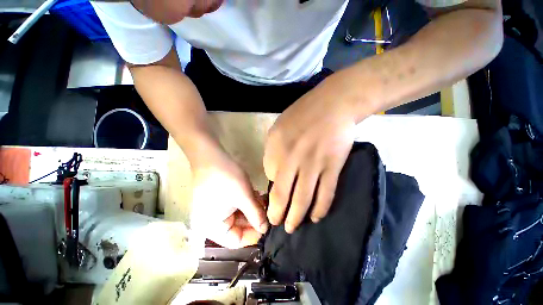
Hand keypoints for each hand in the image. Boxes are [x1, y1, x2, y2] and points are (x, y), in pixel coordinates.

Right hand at [190, 149, 268, 247]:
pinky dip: (246, 202)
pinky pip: (235, 207)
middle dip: (254, 218)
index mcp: (212, 228)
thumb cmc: (226, 178)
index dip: (253, 234)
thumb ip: (256, 214)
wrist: (211, 156)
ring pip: (239, 216)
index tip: (266, 224)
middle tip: (267, 208)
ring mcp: (215, 211)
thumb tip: (265, 229)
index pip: (236, 241)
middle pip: (238, 228)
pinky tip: (255, 194)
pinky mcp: (219, 200)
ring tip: (262, 199)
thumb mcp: (244, 196)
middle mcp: (212, 223)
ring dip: (252, 209)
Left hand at [264, 75, 359, 232]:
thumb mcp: (278, 128)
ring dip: (297, 217)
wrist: (333, 104)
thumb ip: (273, 150)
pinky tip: (316, 218)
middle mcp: (293, 160)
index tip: (274, 195)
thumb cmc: (302, 113)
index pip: (270, 177)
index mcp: (277, 148)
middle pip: (282, 195)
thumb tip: (274, 172)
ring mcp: (314, 165)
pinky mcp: (333, 167)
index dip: (272, 187)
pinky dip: (320, 209)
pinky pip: (326, 193)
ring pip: (303, 199)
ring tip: (292, 228)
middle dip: (278, 214)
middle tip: (277, 225)